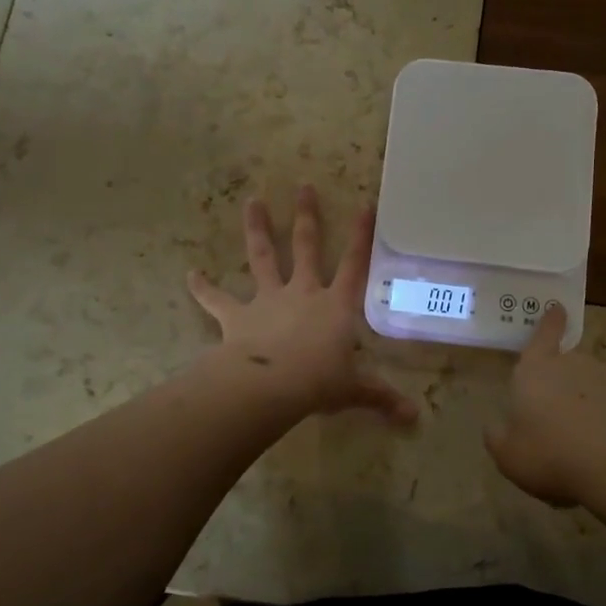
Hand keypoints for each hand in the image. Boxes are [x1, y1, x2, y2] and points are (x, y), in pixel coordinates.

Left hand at [188, 186, 417, 423]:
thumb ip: (382, 397)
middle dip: (306, 216)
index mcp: (336, 305)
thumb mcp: (355, 389)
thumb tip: (415, 418)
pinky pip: (217, 300)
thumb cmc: (319, 382)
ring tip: (252, 201)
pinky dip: (204, 288)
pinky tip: (190, 275)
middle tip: (303, 186)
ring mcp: (268, 299)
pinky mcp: (238, 316)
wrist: (270, 386)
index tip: (365, 204)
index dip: (362, 235)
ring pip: (263, 257)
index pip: (355, 264)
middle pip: (307, 247)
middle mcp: (303, 292)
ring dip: (257, 229)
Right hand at [484, 304, 605, 506]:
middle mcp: (573, 364)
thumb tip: (495, 425)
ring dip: (590, 402)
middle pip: (568, 364)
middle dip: (564, 383)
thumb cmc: (549, 455)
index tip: (558, 308)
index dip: (549, 323)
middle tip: (561, 418)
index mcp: (536, 370)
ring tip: (588, 440)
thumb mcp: (507, 455)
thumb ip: (497, 435)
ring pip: (594, 384)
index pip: (543, 335)